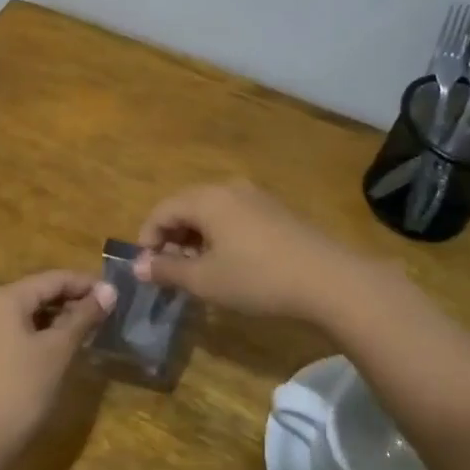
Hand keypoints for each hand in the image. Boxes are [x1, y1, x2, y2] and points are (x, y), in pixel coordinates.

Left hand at [0, 270, 115, 462]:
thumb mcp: (58, 350)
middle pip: (44, 291)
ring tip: (99, 326)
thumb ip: (84, 317)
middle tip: (112, 312)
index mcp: (8, 297)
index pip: (54, 278)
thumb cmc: (22, 389)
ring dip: (67, 316)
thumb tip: (111, 290)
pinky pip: (29, 328)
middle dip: (77, 299)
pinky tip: (74, 342)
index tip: (119, 294)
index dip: (87, 284)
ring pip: (38, 311)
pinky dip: (52, 331)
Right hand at [135, 181, 390, 322]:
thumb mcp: (205, 280)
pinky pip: (234, 218)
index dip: (147, 239)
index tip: (147, 269)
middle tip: (170, 272)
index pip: (162, 210)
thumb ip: (168, 270)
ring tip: (198, 272)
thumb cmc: (257, 278)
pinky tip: (229, 265)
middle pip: (186, 207)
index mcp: (207, 198)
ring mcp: (257, 198)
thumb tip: (139, 266)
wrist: (330, 281)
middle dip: (172, 239)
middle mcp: (229, 189)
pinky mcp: (277, 213)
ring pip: (211, 213)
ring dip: (196, 239)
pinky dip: (220, 238)